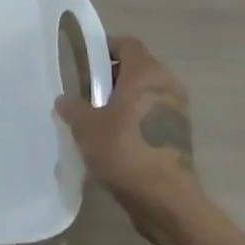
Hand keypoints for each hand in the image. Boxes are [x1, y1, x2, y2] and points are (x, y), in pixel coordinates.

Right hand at [55, 36, 196, 212]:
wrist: (166, 200)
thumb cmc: (125, 150)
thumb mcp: (87, 127)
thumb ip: (74, 108)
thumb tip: (64, 100)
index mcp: (146, 73)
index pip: (128, 44)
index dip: (107, 47)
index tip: (86, 61)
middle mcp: (167, 86)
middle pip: (138, 69)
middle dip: (112, 78)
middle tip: (87, 92)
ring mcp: (177, 114)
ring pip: (146, 96)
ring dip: (124, 102)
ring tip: (98, 119)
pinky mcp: (179, 138)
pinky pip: (152, 118)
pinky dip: (135, 122)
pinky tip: (115, 142)